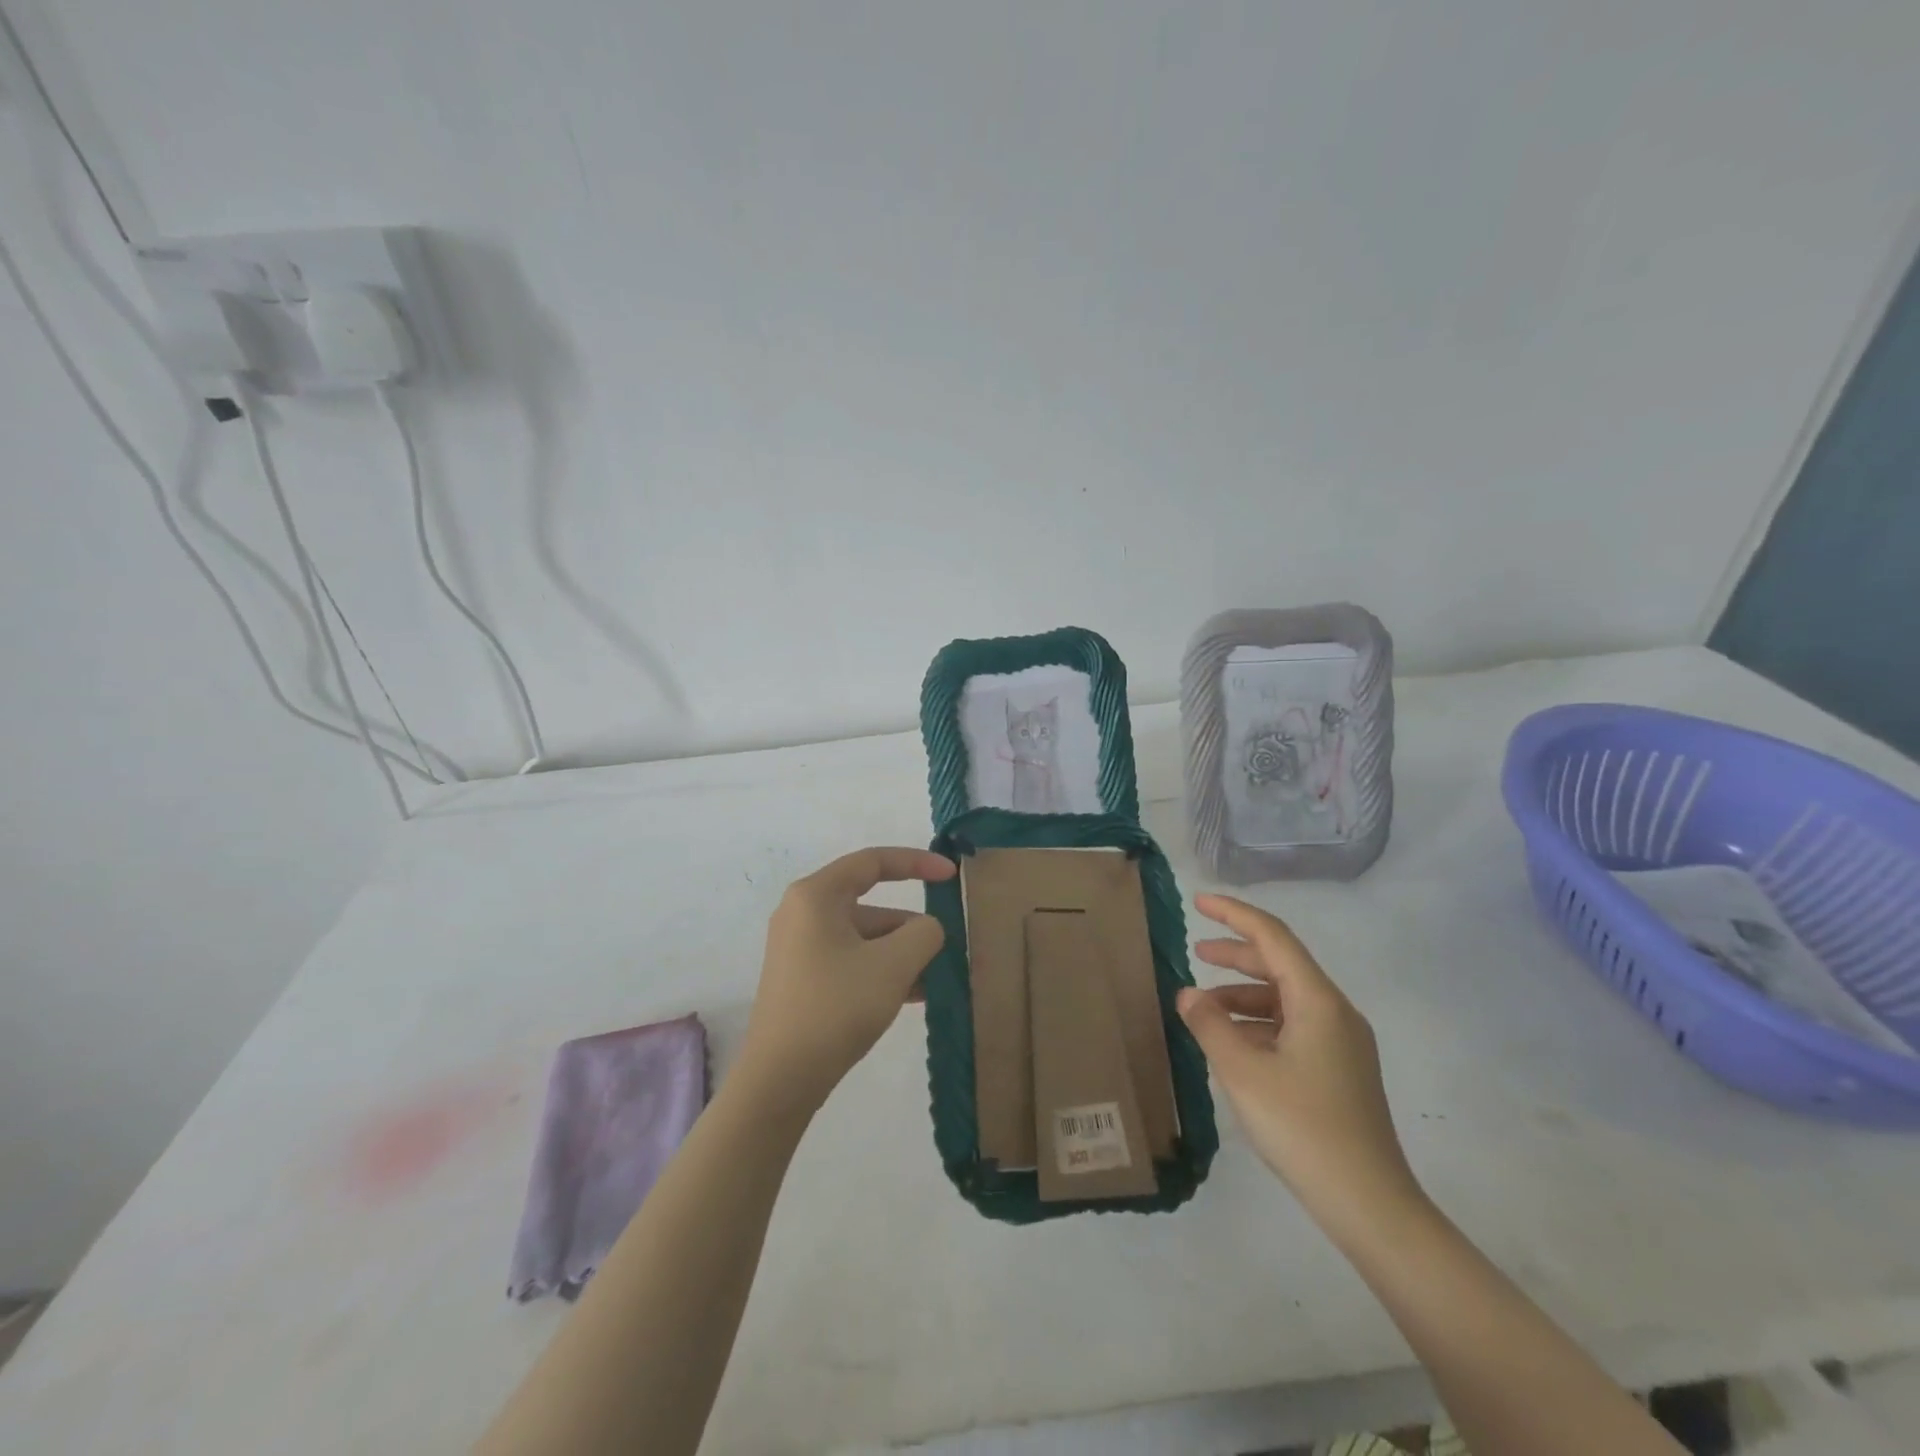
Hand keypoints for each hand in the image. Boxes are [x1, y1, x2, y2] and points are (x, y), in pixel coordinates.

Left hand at [740, 847, 956, 1107]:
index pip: (872, 861)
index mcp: (816, 896)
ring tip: (937, 980)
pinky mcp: (804, 980)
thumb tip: (928, 929)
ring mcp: (801, 949)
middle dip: (912, 925)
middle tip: (946, 947)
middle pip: (871, 904)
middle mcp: (803, 914)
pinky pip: (852, 961)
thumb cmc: (835, 1007)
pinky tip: (915, 996)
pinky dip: (882, 970)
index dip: (916, 862)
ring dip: (902, 953)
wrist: (780, 1080)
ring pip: (865, 937)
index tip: (951, 875)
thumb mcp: (893, 965)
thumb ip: (924, 934)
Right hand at [1178, 893, 1423, 1236]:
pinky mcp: (1340, 1070)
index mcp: (1317, 1001)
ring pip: (1285, 998)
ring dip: (1243, 995)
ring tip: (1204, 1010)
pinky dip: (1259, 1023)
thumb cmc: (1303, 1127)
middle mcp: (1335, 1012)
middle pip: (1280, 964)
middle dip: (1236, 955)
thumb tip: (1188, 994)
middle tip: (1196, 953)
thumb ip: (1210, 1025)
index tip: (1199, 902)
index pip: (1273, 937)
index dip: (1233, 914)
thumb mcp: (1243, 1072)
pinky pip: (1293, 1026)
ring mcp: (1342, 1042)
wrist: (1369, 1204)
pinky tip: (1233, 1044)